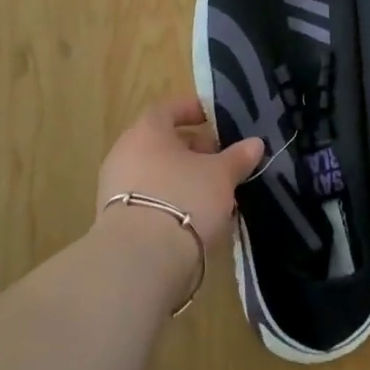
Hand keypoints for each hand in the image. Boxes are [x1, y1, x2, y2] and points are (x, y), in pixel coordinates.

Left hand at [96, 96, 263, 264]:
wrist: (140, 260)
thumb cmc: (184, 199)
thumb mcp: (221, 175)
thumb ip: (238, 157)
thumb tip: (255, 143)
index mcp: (146, 131)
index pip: (168, 109)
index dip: (191, 110)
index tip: (212, 118)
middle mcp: (125, 153)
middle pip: (161, 142)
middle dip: (192, 149)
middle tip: (220, 159)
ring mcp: (115, 188)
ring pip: (155, 173)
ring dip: (182, 178)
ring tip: (212, 192)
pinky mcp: (115, 221)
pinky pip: (148, 199)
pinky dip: (170, 201)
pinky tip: (193, 217)